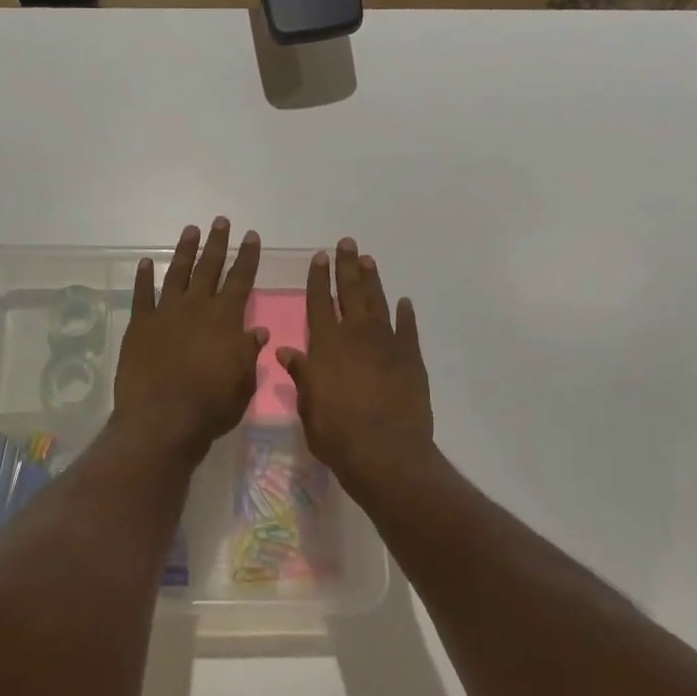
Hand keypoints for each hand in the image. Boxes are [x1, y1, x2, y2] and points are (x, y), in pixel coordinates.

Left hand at [112, 219, 267, 456]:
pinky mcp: (140, 326)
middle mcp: (197, 308)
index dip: (247, 257)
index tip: (251, 236)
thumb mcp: (242, 383)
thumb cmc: (210, 406)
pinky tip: (146, 263)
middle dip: (217, 243)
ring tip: (191, 230)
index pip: (241, 280)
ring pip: (178, 274)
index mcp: (225, 319)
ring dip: (185, 251)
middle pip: (209, 268)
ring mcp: (166, 313)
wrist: (162, 420)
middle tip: (221, 221)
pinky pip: (142, 295)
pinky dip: (144, 278)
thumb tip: (258, 330)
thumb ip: (249, 353)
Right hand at [278, 239, 433, 488]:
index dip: (319, 278)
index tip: (320, 257)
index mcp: (326, 344)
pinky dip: (405, 314)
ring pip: (377, 303)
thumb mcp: (308, 405)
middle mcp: (355, 335)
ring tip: (368, 260)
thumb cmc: (336, 432)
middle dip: (347, 267)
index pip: (319, 302)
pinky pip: (408, 329)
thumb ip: (300, 374)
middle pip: (350, 292)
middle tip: (347, 243)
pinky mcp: (411, 359)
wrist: (385, 452)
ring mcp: (386, 344)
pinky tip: (404, 302)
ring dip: (372, 280)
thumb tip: (285, 350)